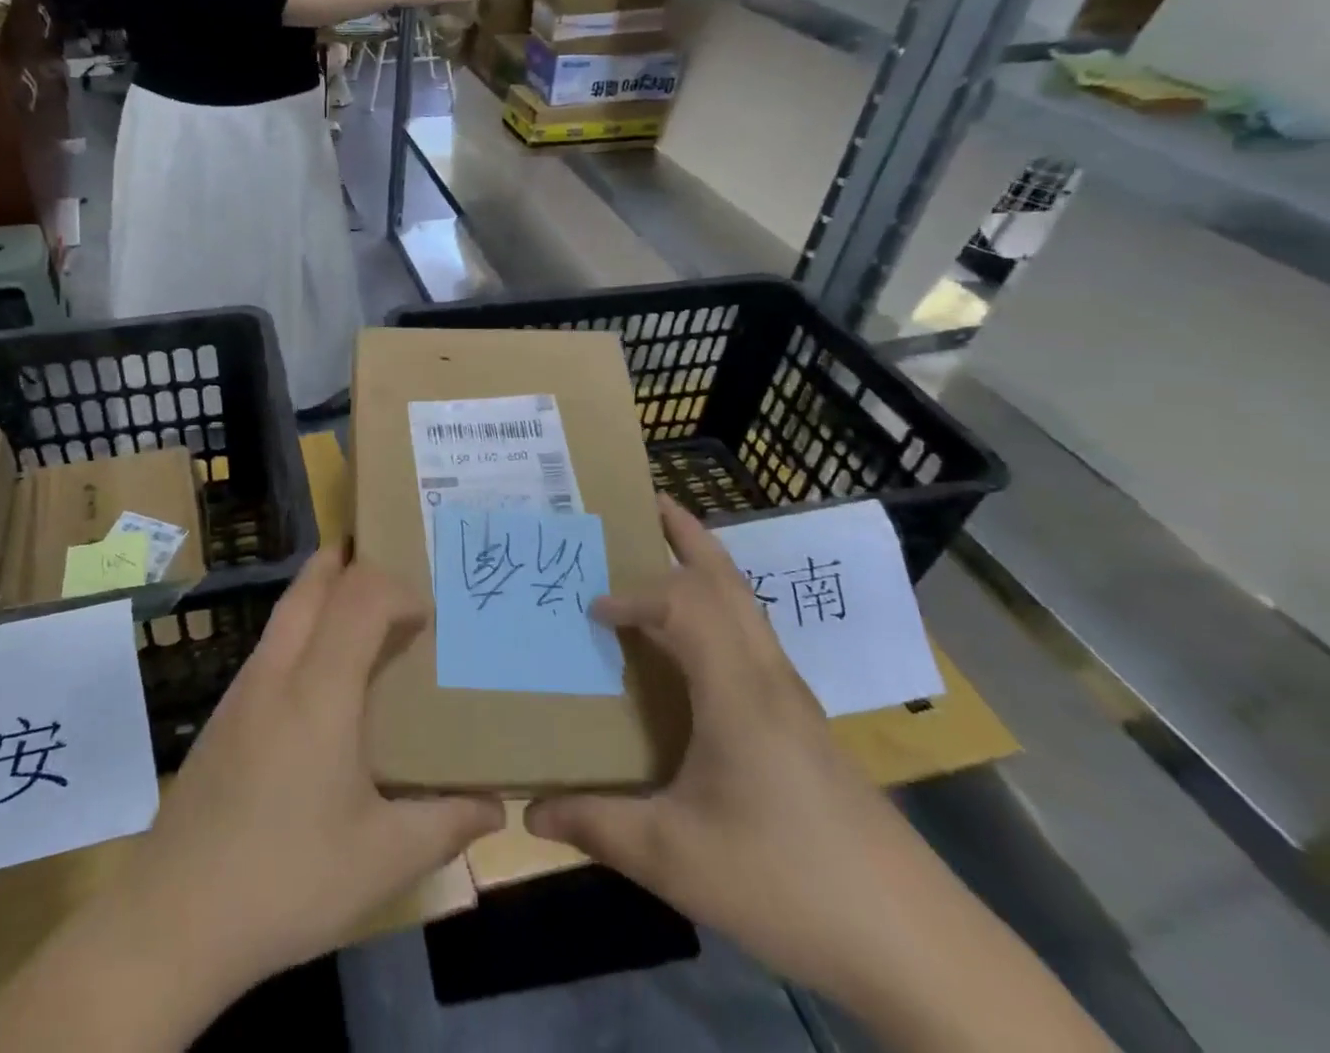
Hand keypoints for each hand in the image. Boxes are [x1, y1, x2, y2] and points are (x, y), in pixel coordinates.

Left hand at [115, 548, 502, 993]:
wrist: (173, 917)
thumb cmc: (287, 881)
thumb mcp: (382, 860)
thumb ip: (445, 824)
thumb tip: (495, 807)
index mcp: (320, 689)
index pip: (359, 598)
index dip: (397, 590)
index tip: (428, 620)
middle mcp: (278, 671)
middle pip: (312, 584)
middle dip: (350, 563)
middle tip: (391, 571)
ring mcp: (243, 688)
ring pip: (286, 610)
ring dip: (323, 593)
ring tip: (363, 618)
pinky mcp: (224, 713)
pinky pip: (271, 643)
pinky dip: (302, 627)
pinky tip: (319, 680)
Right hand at [525, 496, 969, 1011]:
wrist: (914, 944)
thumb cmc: (787, 882)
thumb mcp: (676, 858)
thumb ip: (598, 825)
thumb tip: (531, 811)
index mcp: (737, 689)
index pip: (682, 605)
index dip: (632, 596)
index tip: (591, 613)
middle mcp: (767, 675)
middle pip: (726, 579)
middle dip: (685, 533)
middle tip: (643, 501)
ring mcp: (792, 697)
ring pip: (746, 604)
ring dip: (705, 566)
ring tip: (664, 548)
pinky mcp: (803, 723)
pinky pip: (751, 636)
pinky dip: (718, 608)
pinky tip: (695, 644)